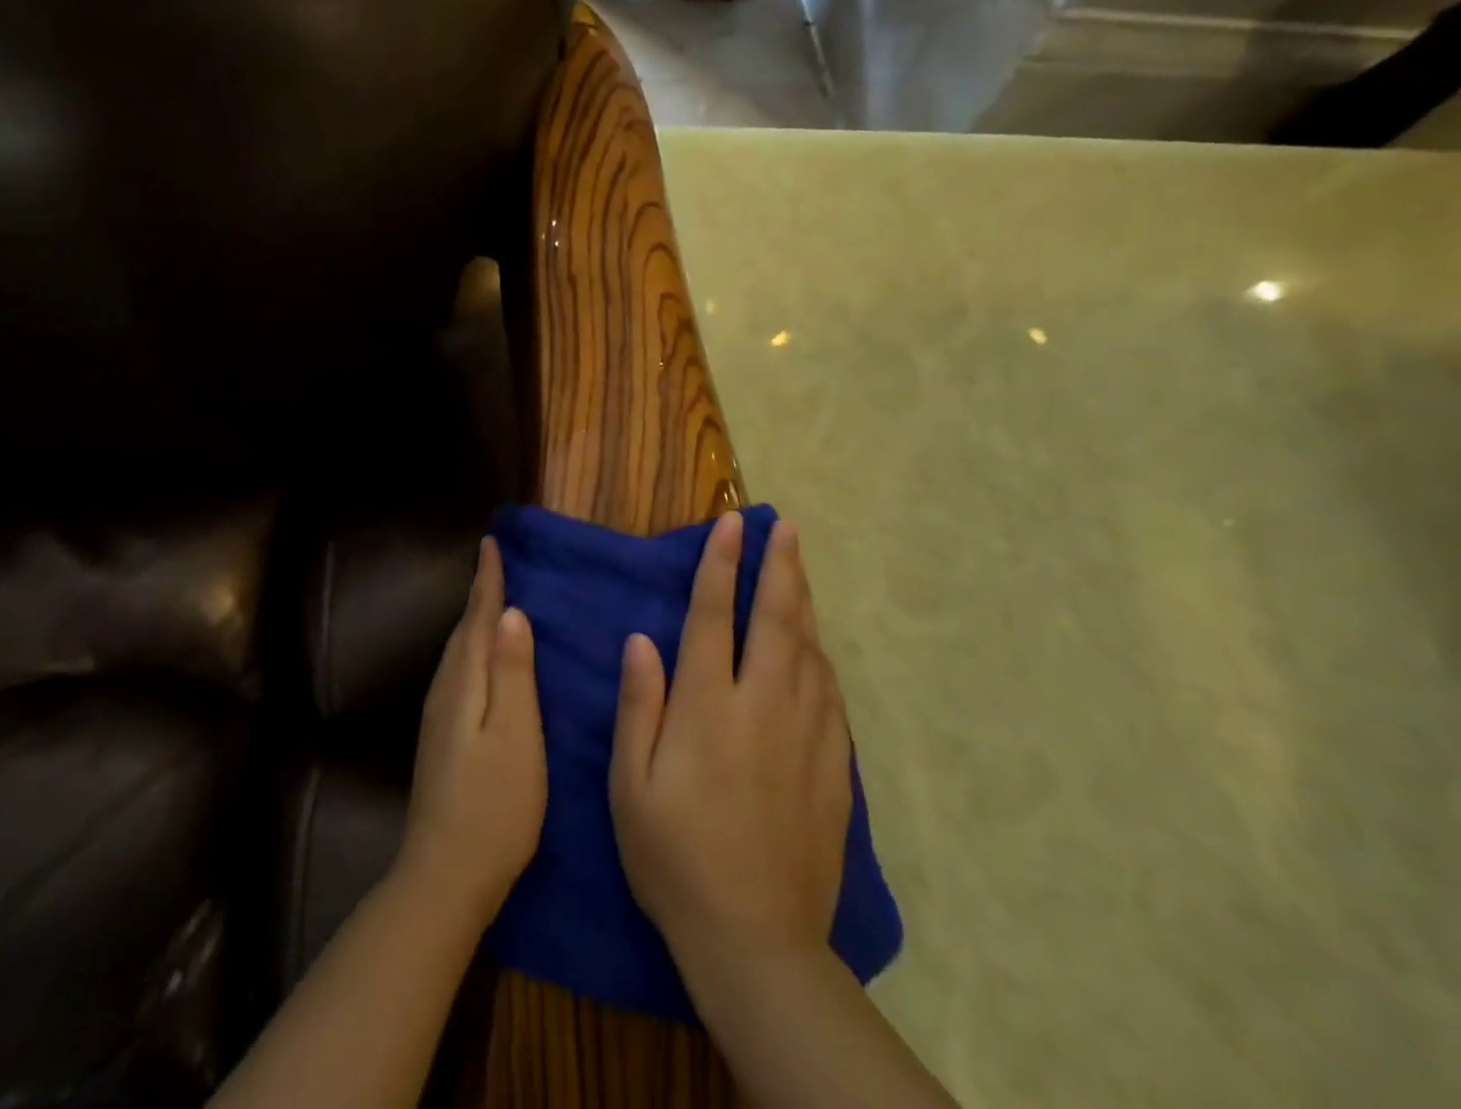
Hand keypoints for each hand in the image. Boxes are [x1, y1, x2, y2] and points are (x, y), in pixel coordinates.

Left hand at [398, 537, 547, 923]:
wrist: (445, 874)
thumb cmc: (494, 805)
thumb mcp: (516, 735)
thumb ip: (513, 673)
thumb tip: (511, 614)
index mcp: (464, 683)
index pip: (477, 619)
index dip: (487, 582)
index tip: (491, 544)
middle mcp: (445, 691)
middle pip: (462, 631)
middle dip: (478, 595)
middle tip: (496, 564)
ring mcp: (438, 717)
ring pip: (457, 653)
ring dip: (473, 623)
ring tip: (493, 602)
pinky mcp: (441, 738)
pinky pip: (458, 674)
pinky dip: (472, 652)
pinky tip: (484, 662)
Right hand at [608, 513, 852, 969]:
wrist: (755, 939)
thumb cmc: (674, 856)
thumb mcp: (630, 784)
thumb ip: (639, 704)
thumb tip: (641, 639)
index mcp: (707, 707)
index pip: (714, 617)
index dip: (721, 566)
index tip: (730, 524)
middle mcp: (761, 706)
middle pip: (775, 620)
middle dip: (779, 567)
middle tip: (784, 527)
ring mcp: (805, 734)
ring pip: (809, 649)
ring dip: (803, 601)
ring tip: (800, 566)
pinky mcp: (832, 765)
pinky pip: (830, 692)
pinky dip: (821, 655)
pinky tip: (817, 645)